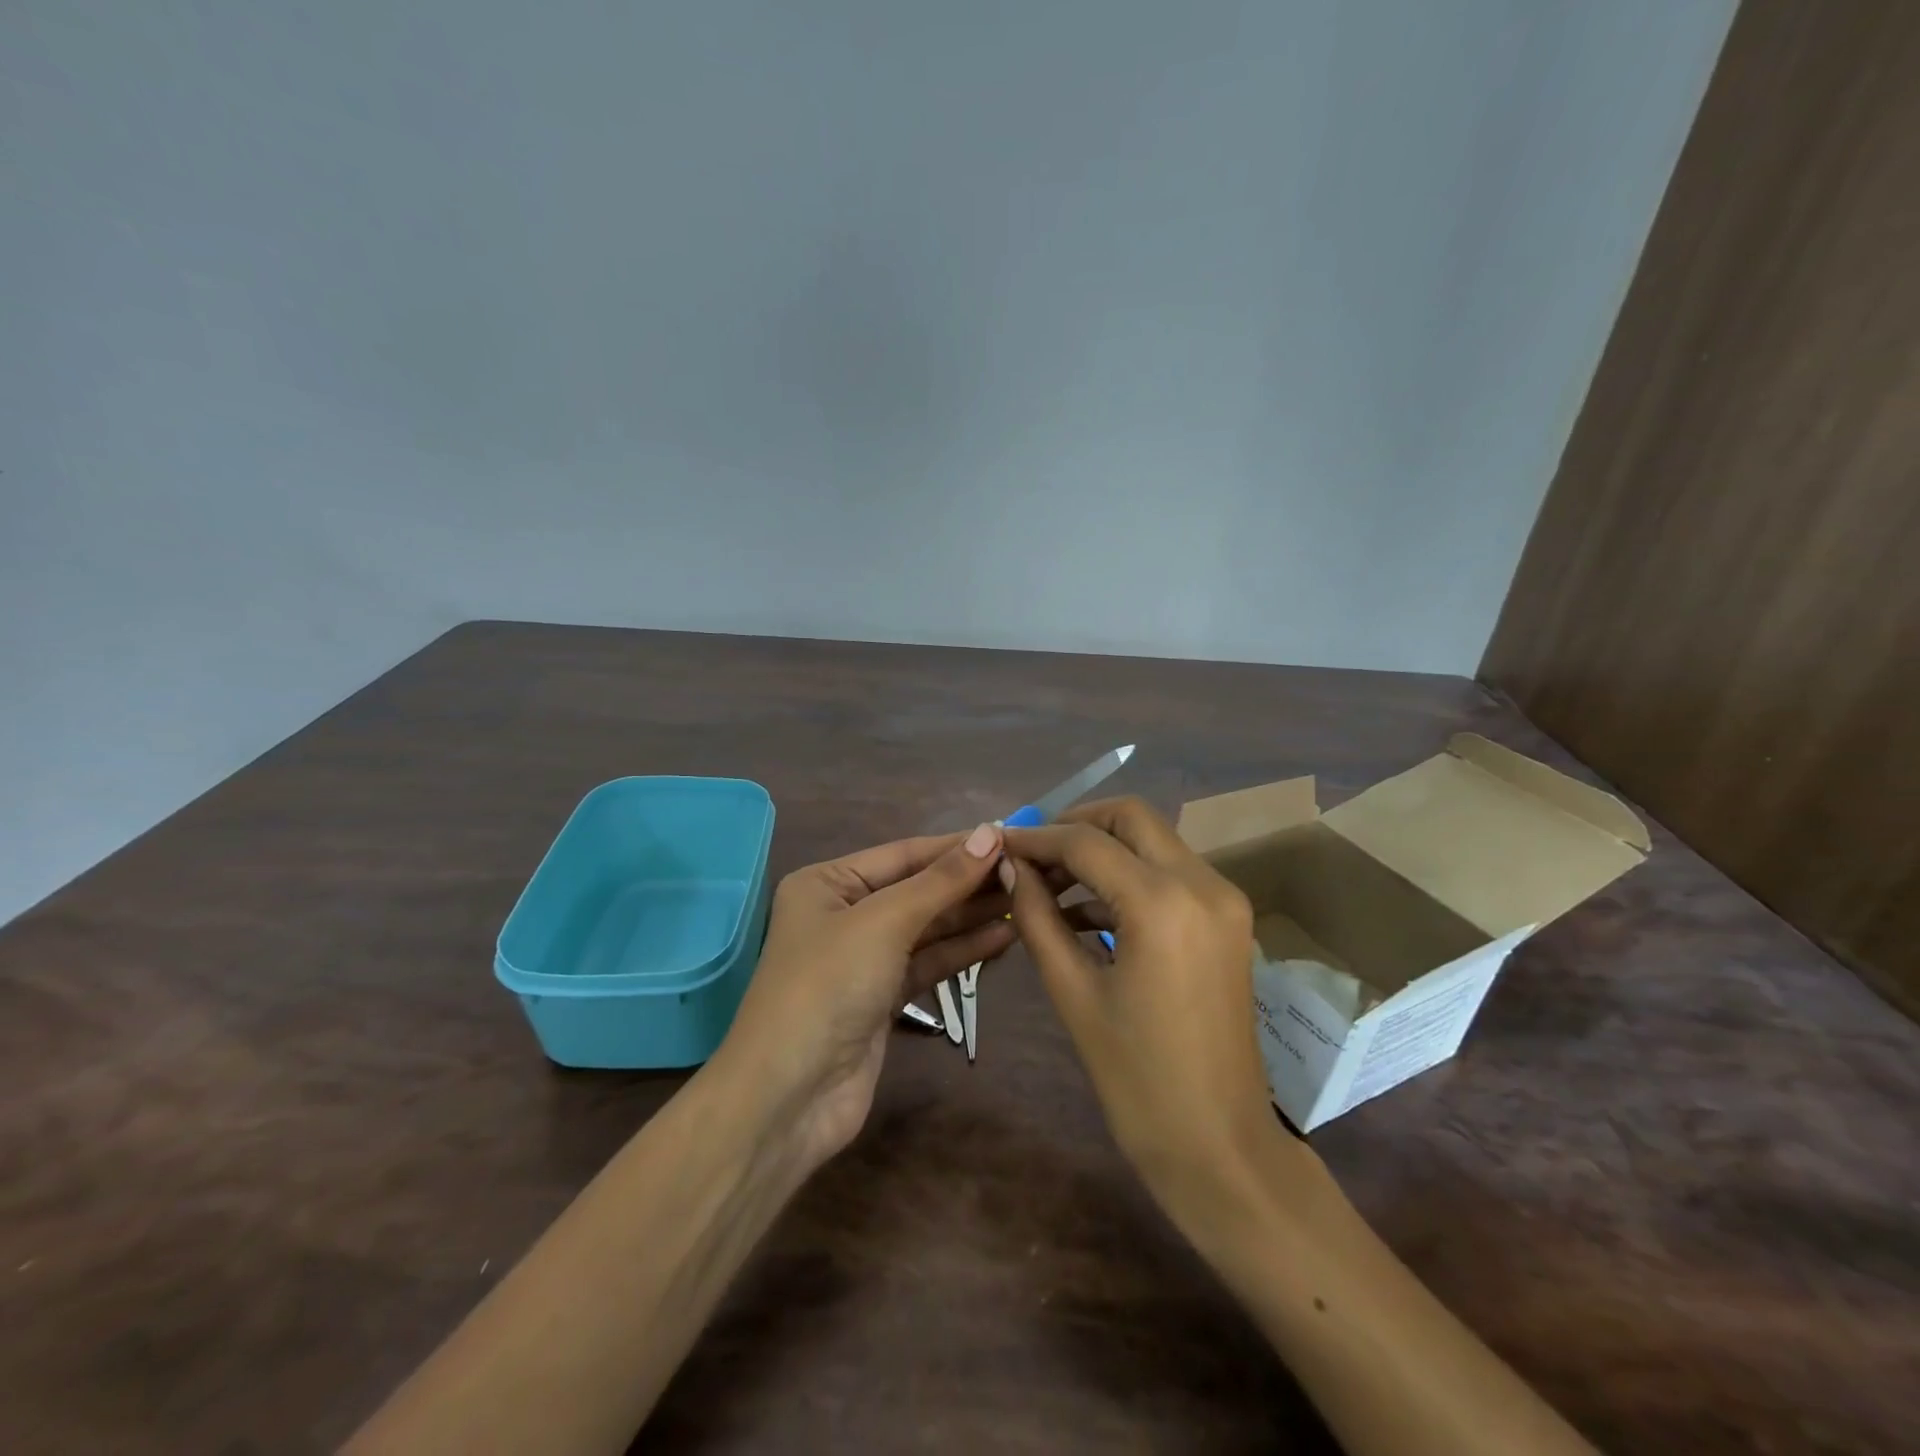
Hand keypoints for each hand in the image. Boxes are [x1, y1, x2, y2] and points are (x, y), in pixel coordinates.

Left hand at [714, 823, 1013, 1170]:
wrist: (790, 1097)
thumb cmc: (828, 986)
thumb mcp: (884, 921)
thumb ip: (940, 881)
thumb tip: (988, 834)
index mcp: (828, 883)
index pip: (904, 853)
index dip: (956, 847)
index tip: (1009, 838)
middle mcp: (844, 915)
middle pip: (917, 890)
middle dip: (968, 883)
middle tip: (1026, 872)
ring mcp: (864, 960)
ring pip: (927, 929)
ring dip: (972, 917)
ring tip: (1025, 900)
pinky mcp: (882, 999)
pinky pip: (929, 964)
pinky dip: (963, 952)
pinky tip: (1004, 938)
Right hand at [1003, 798, 1274, 1208]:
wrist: (1220, 1146)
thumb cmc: (1137, 1079)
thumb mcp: (1073, 993)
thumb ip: (1037, 917)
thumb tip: (1010, 868)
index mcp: (1163, 903)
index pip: (1085, 842)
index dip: (1036, 838)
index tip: (999, 845)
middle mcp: (1203, 883)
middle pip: (1131, 817)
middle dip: (1076, 825)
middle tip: (1032, 854)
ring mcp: (1224, 899)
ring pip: (1154, 840)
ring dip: (1103, 849)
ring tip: (1049, 883)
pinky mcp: (1229, 919)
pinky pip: (1171, 873)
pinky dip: (1128, 875)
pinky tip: (1086, 910)